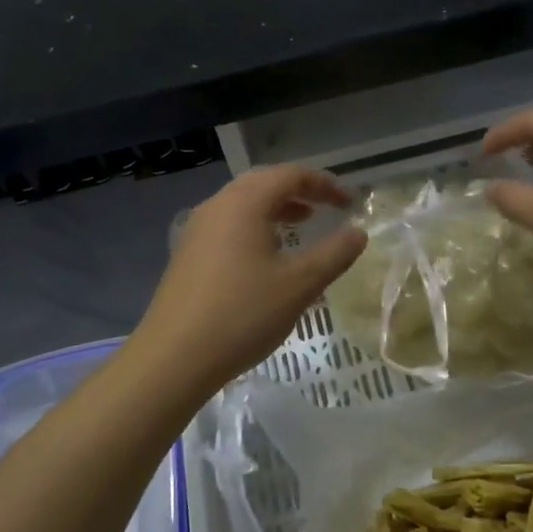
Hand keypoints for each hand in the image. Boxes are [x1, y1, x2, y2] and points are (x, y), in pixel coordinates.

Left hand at [125, 166, 367, 399]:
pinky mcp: (188, 253)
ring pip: (243, 203)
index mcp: (244, 203)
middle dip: (299, 190)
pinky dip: (255, 225)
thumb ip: (334, 254)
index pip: (290, 175)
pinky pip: (228, 224)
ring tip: (302, 224)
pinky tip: (266, 255)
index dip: (324, 184)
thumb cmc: (242, 314)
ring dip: (276, 207)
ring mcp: (197, 229)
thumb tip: (359, 232)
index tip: (349, 203)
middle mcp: (217, 206)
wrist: (174, 356)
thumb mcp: (299, 285)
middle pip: (263, 182)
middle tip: (326, 207)